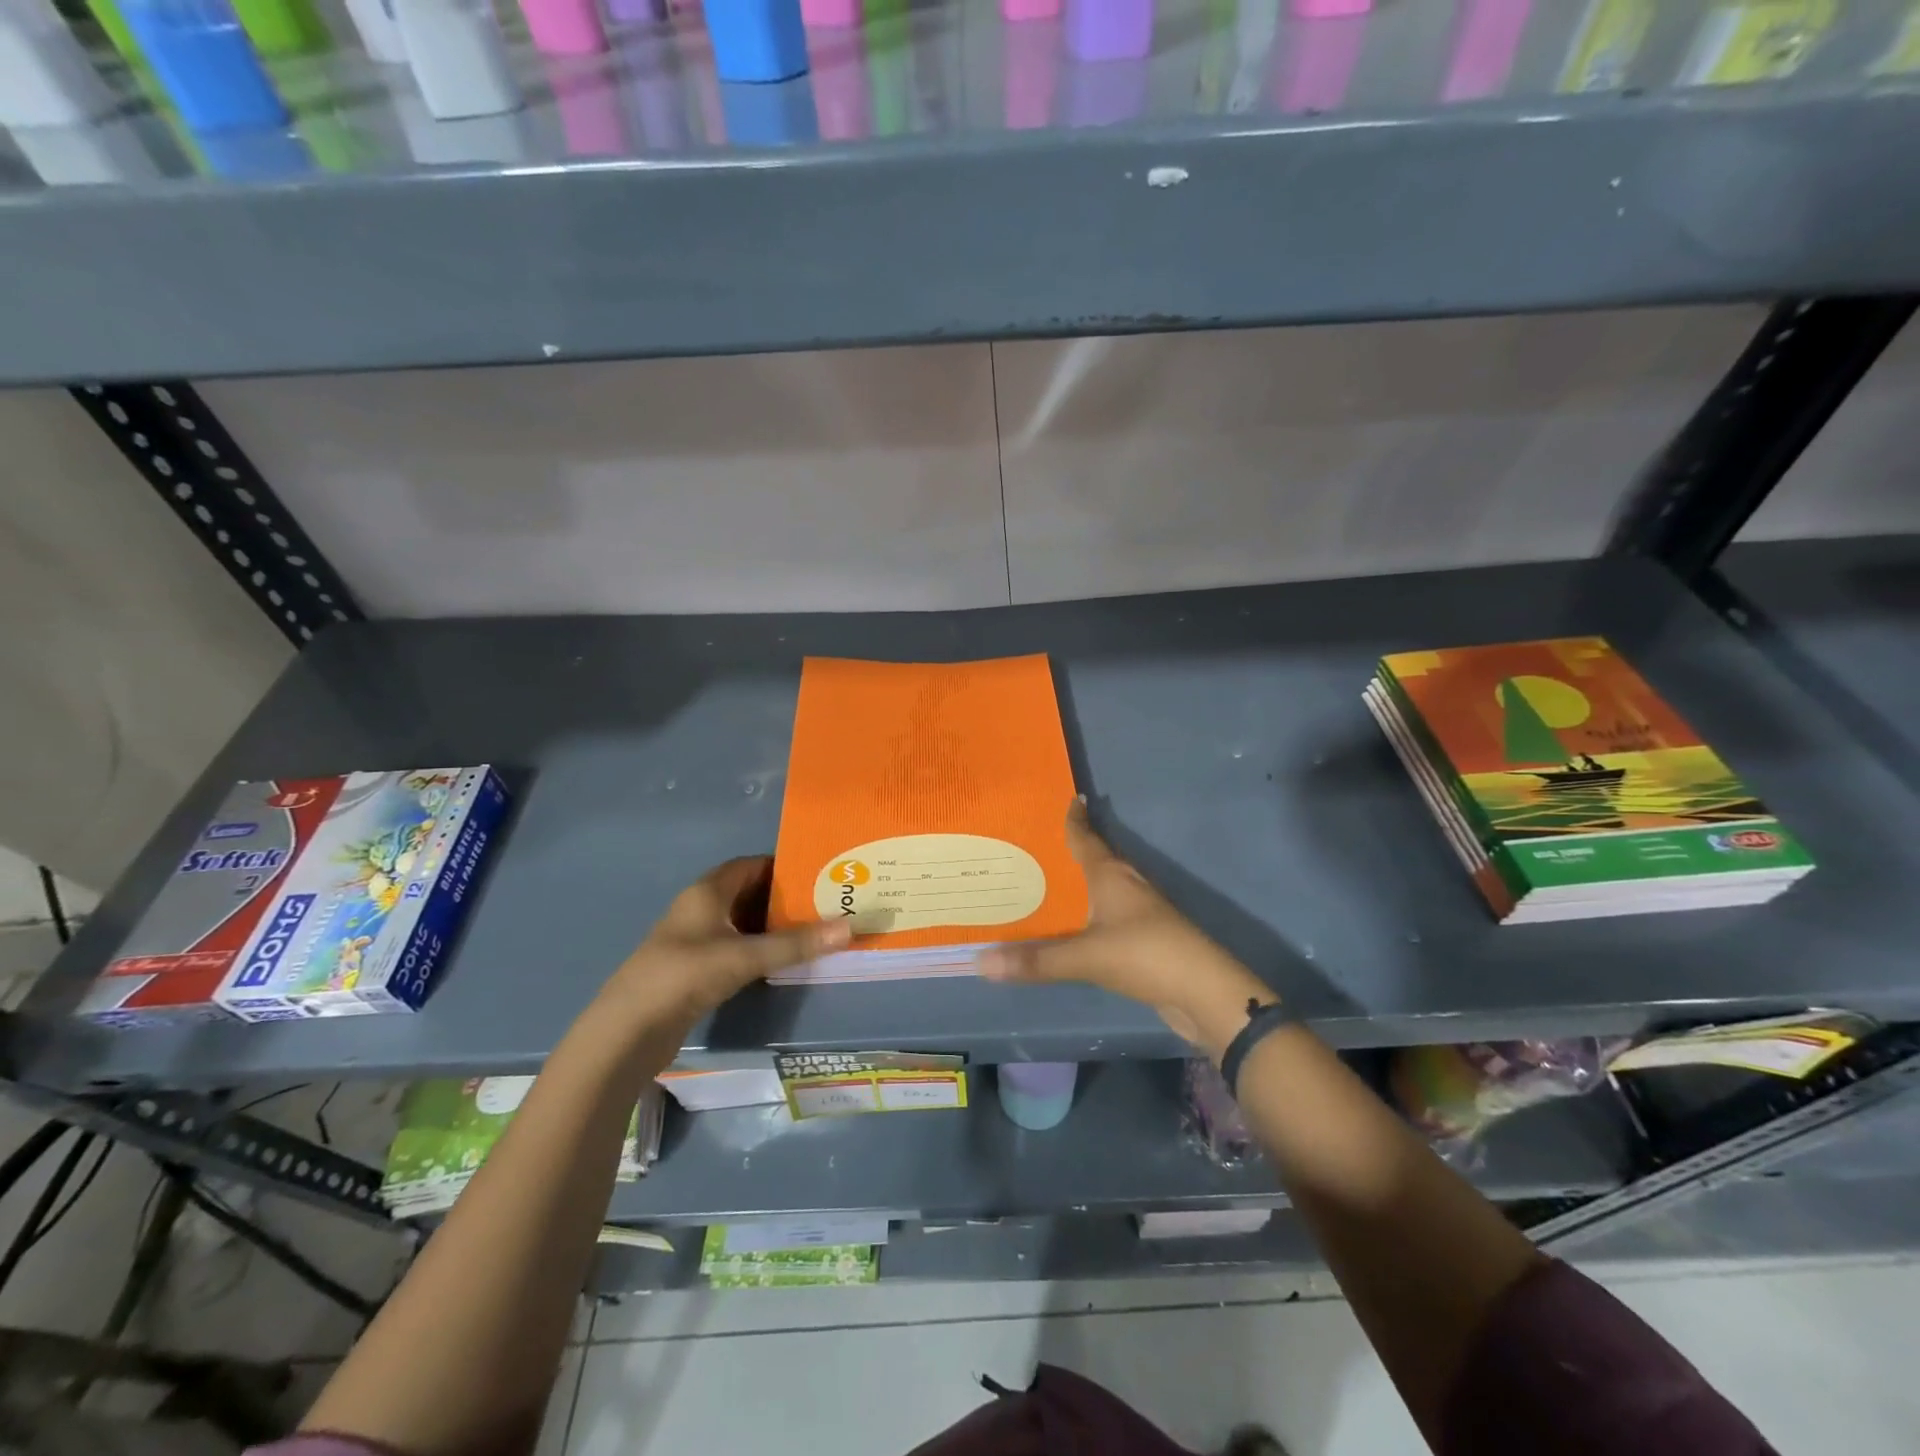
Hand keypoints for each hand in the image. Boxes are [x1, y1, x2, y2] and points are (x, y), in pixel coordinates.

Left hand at [595, 857, 849, 1028]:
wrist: (628, 1030)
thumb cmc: (685, 976)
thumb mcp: (744, 956)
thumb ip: (795, 944)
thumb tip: (848, 926)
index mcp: (707, 892)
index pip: (750, 865)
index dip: (782, 866)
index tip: (818, 873)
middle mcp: (700, 909)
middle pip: (748, 892)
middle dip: (784, 897)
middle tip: (825, 903)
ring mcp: (696, 940)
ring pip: (742, 922)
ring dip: (772, 925)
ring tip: (813, 929)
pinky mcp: (695, 969)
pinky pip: (735, 947)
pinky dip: (759, 948)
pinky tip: (783, 959)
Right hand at [976, 800, 1271, 1049]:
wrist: (1204, 993)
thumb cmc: (1145, 954)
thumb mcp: (1086, 956)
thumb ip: (1035, 960)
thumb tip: (979, 961)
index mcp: (1111, 875)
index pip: (1086, 837)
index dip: (1074, 818)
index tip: (1065, 797)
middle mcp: (1125, 885)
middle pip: (1094, 857)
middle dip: (1066, 850)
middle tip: (1029, 843)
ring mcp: (1137, 911)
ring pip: (1099, 887)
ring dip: (1075, 883)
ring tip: (1039, 882)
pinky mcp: (1142, 938)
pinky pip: (1103, 914)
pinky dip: (1084, 913)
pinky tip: (1067, 925)